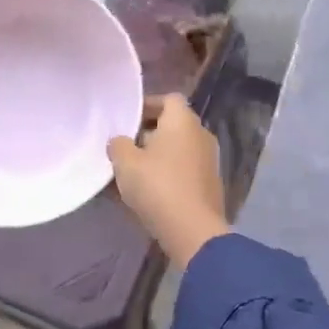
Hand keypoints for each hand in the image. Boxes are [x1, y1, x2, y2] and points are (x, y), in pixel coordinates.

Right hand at [108, 94, 229, 268]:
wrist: (193, 230)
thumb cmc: (158, 186)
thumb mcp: (125, 163)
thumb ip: (118, 145)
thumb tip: (120, 142)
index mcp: (183, 121)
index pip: (168, 99)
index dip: (147, 105)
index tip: (127, 119)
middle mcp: (201, 134)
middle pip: (173, 124)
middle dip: (149, 132)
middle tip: (125, 146)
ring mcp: (209, 160)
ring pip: (178, 148)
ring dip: (158, 155)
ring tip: (132, 171)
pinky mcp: (210, 184)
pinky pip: (184, 169)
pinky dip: (168, 173)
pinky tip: (148, 191)